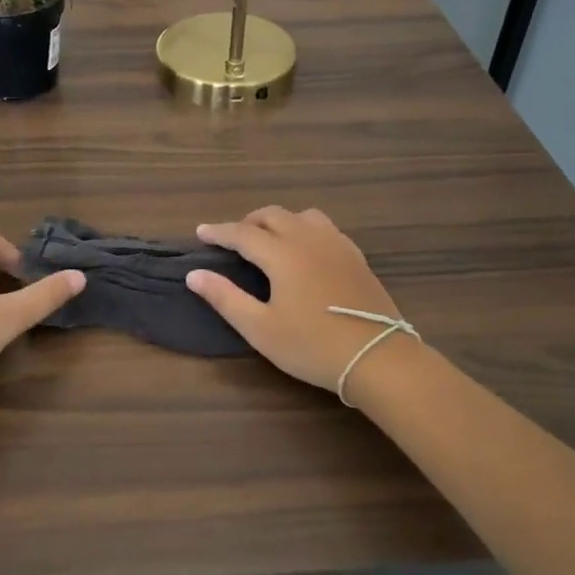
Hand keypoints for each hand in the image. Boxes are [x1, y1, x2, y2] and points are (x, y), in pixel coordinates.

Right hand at [187, 207, 423, 393]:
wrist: (378, 358)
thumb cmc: (313, 346)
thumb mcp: (261, 329)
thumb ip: (225, 298)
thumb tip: (195, 274)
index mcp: (282, 254)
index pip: (242, 233)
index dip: (219, 232)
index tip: (201, 232)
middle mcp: (308, 239)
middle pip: (272, 215)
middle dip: (247, 222)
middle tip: (232, 240)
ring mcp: (336, 244)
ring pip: (301, 215)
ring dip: (279, 221)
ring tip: (269, 240)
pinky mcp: (355, 256)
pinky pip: (324, 227)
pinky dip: (304, 229)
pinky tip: (305, 250)